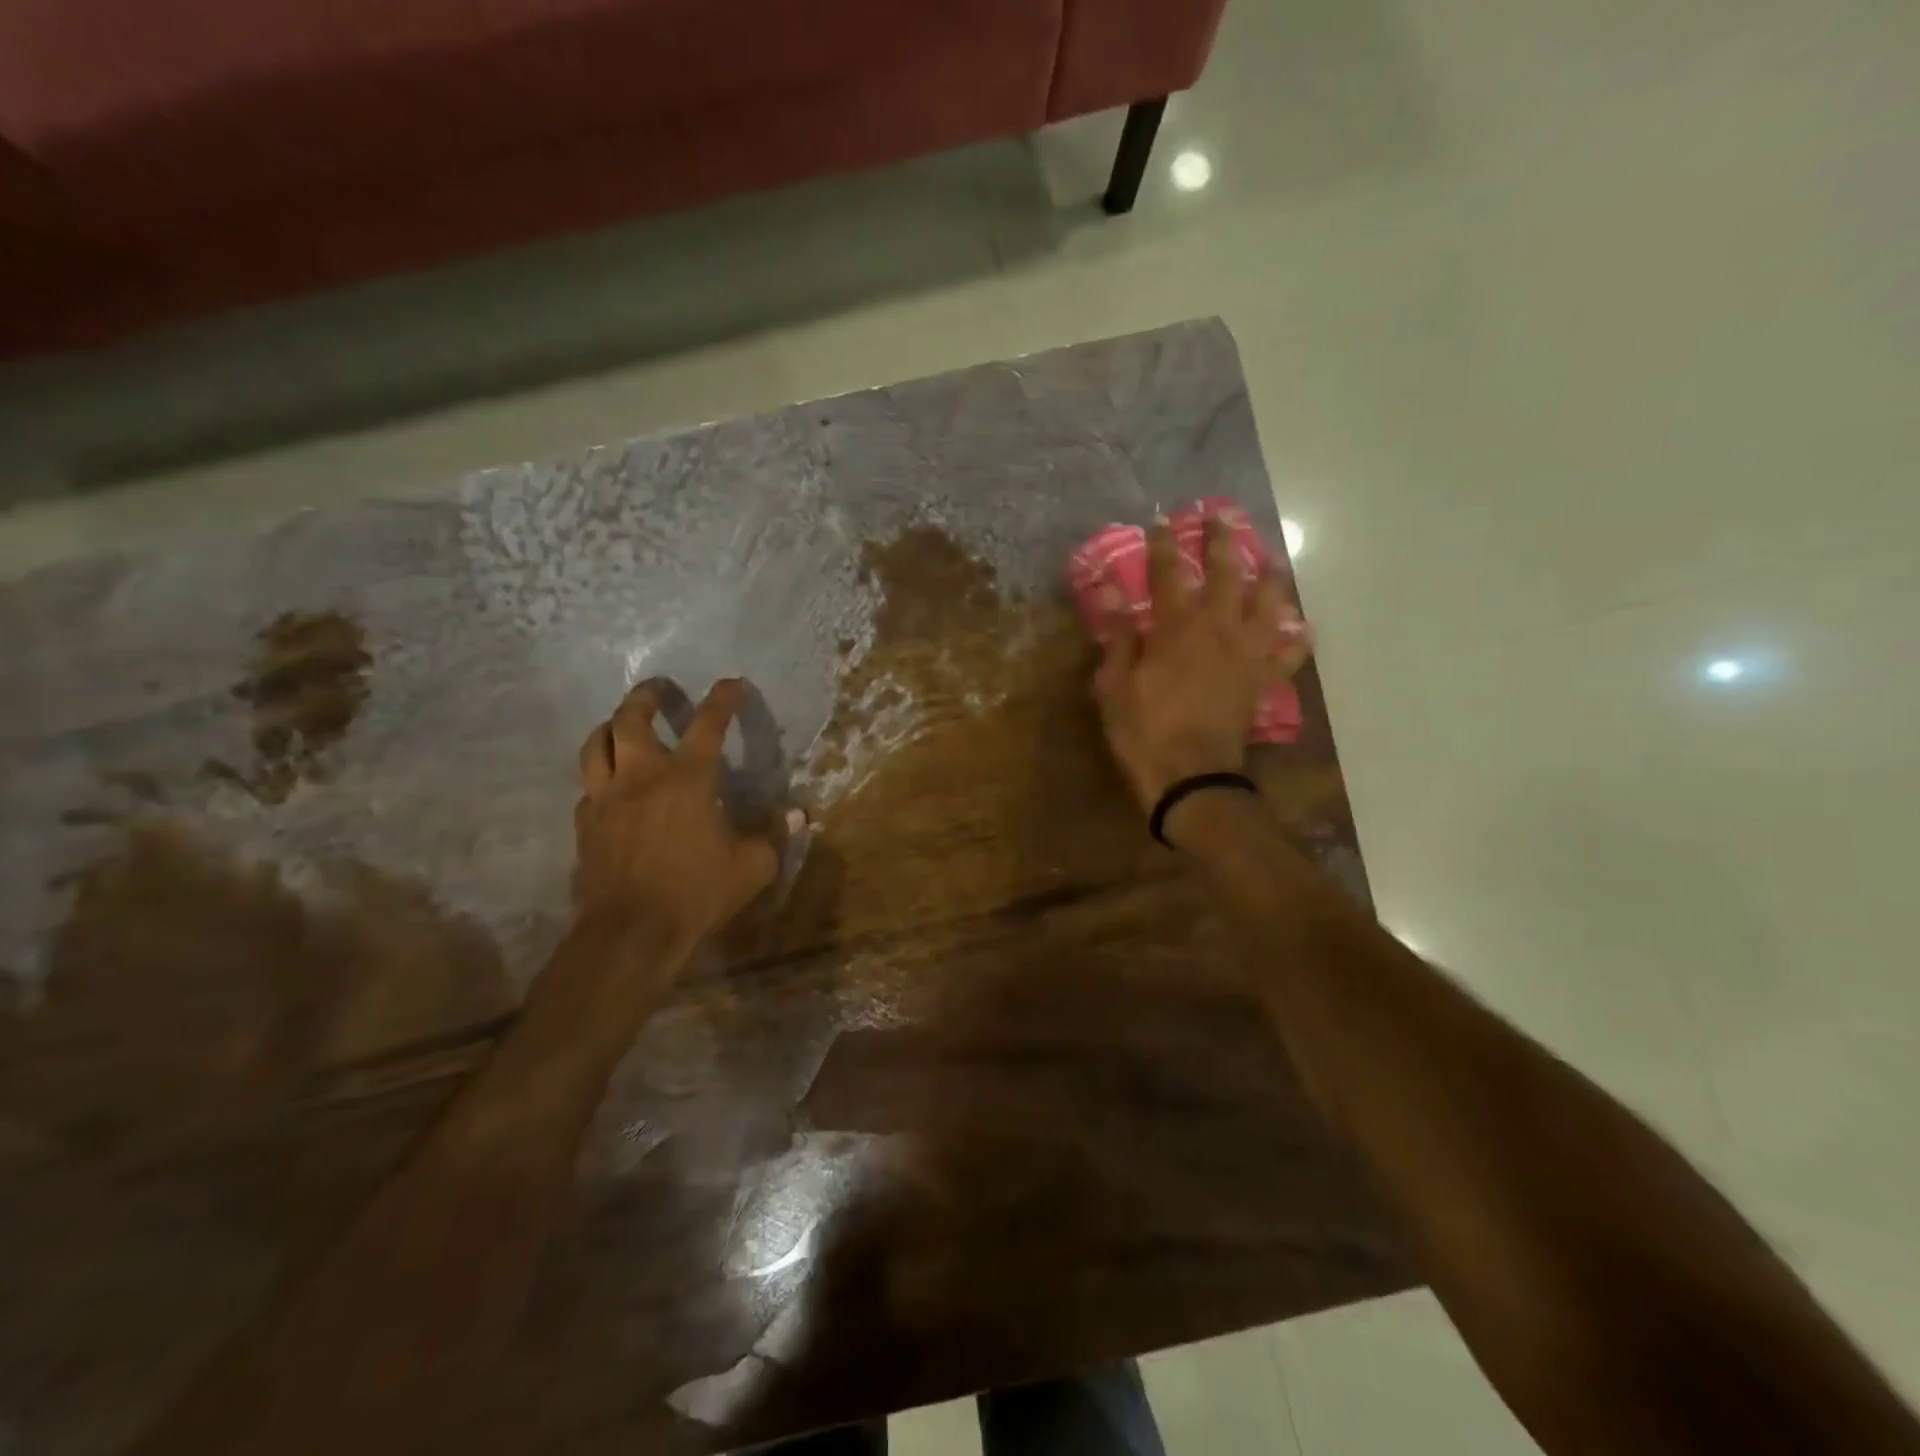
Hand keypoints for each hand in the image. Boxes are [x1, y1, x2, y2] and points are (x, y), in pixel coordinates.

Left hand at [573, 678, 782, 948]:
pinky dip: (602, 775)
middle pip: (631, 719)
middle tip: (661, 690)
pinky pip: (589, 786)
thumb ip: (774, 835)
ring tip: (624, 724)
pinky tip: (613, 786)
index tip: (732, 683)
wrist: (631, 933)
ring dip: (612, 726)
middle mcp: (641, 777)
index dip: (723, 700)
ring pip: (596, 744)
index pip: (708, 725)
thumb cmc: (697, 892)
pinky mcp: (586, 824)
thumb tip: (797, 815)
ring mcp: (607, 798)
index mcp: (687, 779)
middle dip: (647, 696)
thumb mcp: (753, 867)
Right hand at [1092, 516, 1311, 814]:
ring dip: (1269, 577)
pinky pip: (1289, 654)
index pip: (1168, 573)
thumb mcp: (1114, 685)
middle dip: (1222, 541)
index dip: (1164, 544)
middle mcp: (1218, 628)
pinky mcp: (1263, 681)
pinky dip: (1297, 639)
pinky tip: (1299, 628)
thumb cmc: (1144, 730)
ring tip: (1270, 559)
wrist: (1191, 776)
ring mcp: (1248, 653)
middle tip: (1221, 517)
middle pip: (1225, 573)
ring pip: (1268, 603)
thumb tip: (1115, 594)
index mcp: (1177, 627)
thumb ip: (1119, 637)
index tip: (1163, 519)